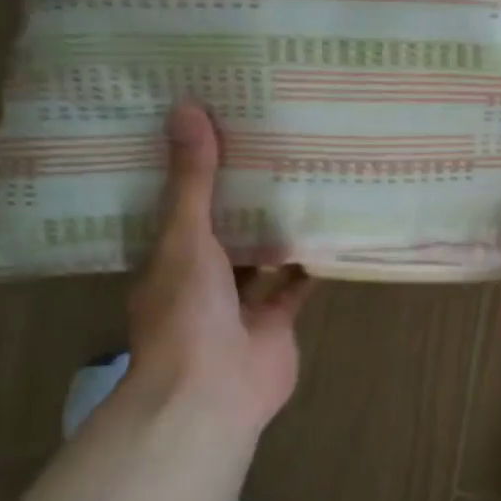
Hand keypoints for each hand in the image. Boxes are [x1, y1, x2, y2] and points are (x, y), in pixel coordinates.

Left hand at [125, 103, 310, 435]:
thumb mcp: (184, 236)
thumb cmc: (186, 311)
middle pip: (226, 232)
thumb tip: (187, 109)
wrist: (212, 391)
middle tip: (270, 148)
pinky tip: (330, 229)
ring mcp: (240, 305)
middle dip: (244, 199)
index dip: (198, 175)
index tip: (217, 133)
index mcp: (169, 260)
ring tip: (303, 180)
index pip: (181, 209)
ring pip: (262, 258)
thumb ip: (192, 181)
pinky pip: (295, 285)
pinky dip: (310, 264)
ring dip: (278, 229)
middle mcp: (202, 281)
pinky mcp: (277, 323)